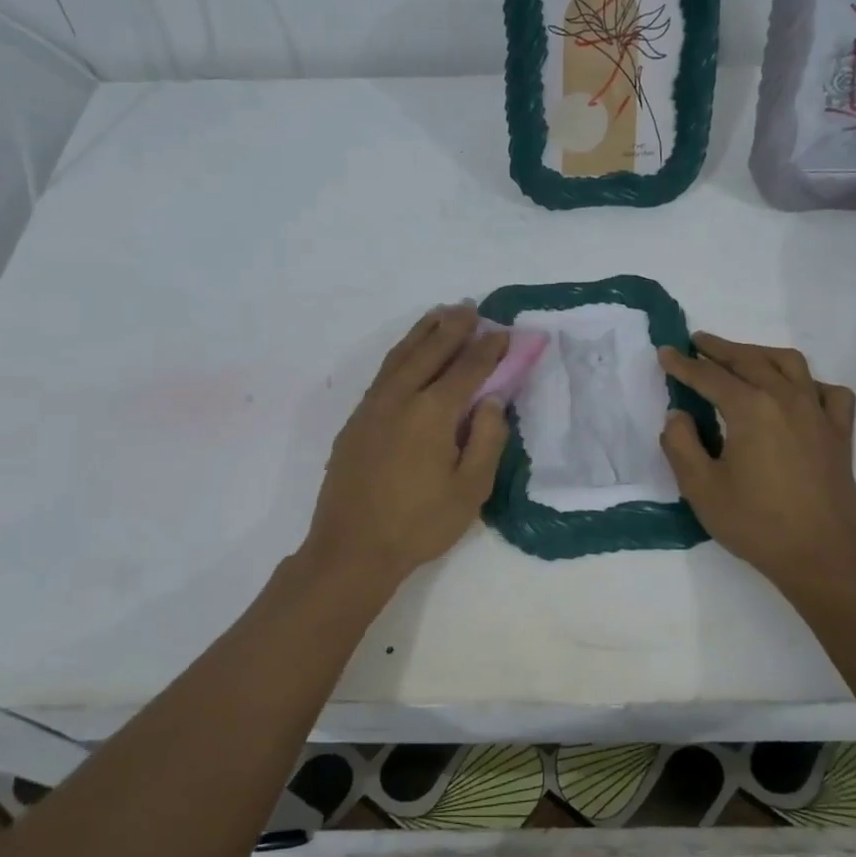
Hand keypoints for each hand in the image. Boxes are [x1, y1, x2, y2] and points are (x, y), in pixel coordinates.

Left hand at [303, 305, 509, 591]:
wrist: (351, 548)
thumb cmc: (419, 524)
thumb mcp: (470, 489)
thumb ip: (486, 439)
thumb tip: (491, 400)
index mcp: (433, 412)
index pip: (467, 368)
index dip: (488, 348)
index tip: (503, 332)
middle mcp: (400, 397)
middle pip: (430, 350)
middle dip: (453, 326)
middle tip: (471, 308)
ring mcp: (372, 406)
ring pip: (401, 355)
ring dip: (423, 332)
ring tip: (440, 315)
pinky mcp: (356, 420)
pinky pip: (383, 373)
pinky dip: (402, 353)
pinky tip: (408, 354)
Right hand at [658, 333, 855, 594]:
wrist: (822, 557)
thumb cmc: (756, 524)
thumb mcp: (700, 488)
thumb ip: (681, 444)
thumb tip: (678, 415)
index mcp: (750, 409)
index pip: (709, 376)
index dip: (683, 364)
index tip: (665, 352)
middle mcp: (786, 399)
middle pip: (749, 360)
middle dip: (719, 348)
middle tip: (697, 341)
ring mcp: (818, 413)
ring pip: (789, 365)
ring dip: (760, 354)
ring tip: (741, 356)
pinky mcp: (839, 433)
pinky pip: (828, 392)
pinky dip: (808, 382)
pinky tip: (798, 391)